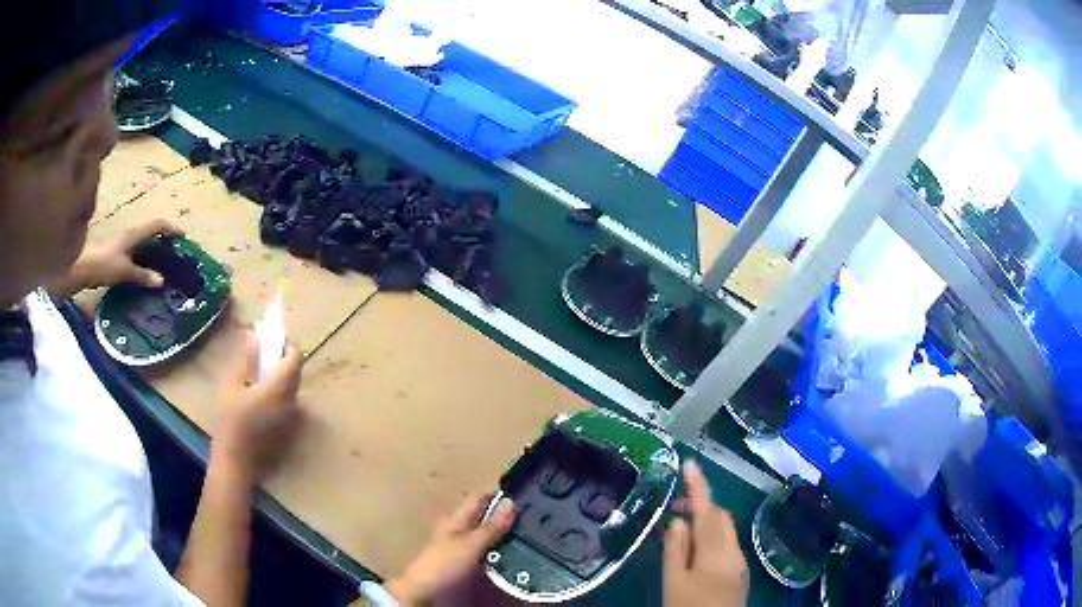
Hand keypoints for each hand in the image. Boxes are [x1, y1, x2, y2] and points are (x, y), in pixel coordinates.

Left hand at [74, 219, 184, 289]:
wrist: (81, 267)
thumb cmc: (103, 264)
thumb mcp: (124, 271)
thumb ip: (142, 275)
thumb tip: (161, 281)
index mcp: (134, 235)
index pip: (157, 225)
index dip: (171, 228)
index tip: (184, 237)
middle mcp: (129, 236)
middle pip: (150, 232)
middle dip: (163, 239)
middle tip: (174, 252)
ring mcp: (121, 246)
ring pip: (142, 244)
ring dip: (153, 250)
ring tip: (161, 264)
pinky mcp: (115, 256)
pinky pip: (135, 254)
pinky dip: (143, 259)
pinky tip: (143, 272)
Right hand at [213, 332, 303, 482]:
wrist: (236, 461)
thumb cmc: (230, 421)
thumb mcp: (233, 385)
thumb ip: (248, 360)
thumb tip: (254, 336)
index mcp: (280, 388)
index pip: (296, 358)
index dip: (288, 346)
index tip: (273, 341)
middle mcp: (292, 401)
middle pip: (295, 373)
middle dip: (283, 361)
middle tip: (264, 356)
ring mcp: (292, 418)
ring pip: (292, 389)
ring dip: (281, 378)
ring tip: (259, 376)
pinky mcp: (288, 430)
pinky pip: (288, 403)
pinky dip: (279, 394)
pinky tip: (260, 397)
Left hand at [386, 494, 514, 605]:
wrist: (422, 590)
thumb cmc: (443, 563)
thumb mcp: (471, 545)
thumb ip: (491, 527)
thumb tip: (511, 502)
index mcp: (455, 519)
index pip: (479, 498)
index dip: (498, 495)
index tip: (523, 497)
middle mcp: (455, 528)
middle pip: (482, 516)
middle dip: (502, 517)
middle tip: (529, 520)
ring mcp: (456, 545)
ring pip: (483, 534)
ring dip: (499, 535)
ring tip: (524, 538)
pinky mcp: (459, 561)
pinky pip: (481, 550)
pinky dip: (494, 550)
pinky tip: (507, 556)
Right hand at [664, 461, 748, 606]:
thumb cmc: (690, 606)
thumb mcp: (673, 581)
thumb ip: (675, 549)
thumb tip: (678, 520)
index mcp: (715, 548)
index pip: (707, 508)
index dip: (697, 485)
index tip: (689, 462)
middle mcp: (733, 549)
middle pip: (720, 516)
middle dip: (701, 505)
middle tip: (674, 507)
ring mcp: (739, 561)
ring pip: (725, 530)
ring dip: (706, 522)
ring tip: (681, 531)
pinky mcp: (739, 573)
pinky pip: (727, 544)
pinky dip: (712, 538)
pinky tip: (696, 553)